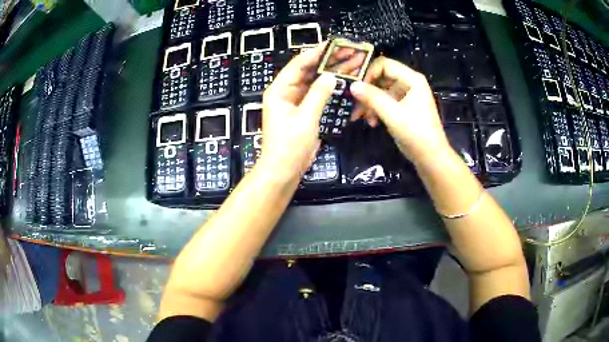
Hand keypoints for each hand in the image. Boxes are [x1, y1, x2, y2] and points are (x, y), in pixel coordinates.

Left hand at [260, 44, 336, 179]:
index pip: (298, 64)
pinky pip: (314, 94)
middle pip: (306, 71)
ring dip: (327, 73)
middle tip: (345, 53)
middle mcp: (285, 92)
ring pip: (311, 82)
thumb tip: (331, 75)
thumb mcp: (305, 118)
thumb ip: (318, 94)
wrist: (283, 170)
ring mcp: (293, 101)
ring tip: (347, 63)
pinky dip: (326, 88)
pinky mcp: (301, 111)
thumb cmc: (290, 145)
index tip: (333, 44)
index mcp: (279, 90)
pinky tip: (339, 81)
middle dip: (325, 62)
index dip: (315, 53)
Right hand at [350, 57, 450, 166]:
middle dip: (367, 90)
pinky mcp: (403, 107)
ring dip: (370, 102)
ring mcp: (406, 95)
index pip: (385, 64)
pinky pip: (385, 101)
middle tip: (353, 102)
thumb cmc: (416, 133)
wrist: (431, 157)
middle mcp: (409, 83)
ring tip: (360, 117)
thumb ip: (372, 97)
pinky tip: (371, 122)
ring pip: (381, 90)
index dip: (368, 73)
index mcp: (412, 79)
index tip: (355, 87)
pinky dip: (377, 109)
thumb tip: (352, 85)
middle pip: (382, 77)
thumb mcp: (392, 114)